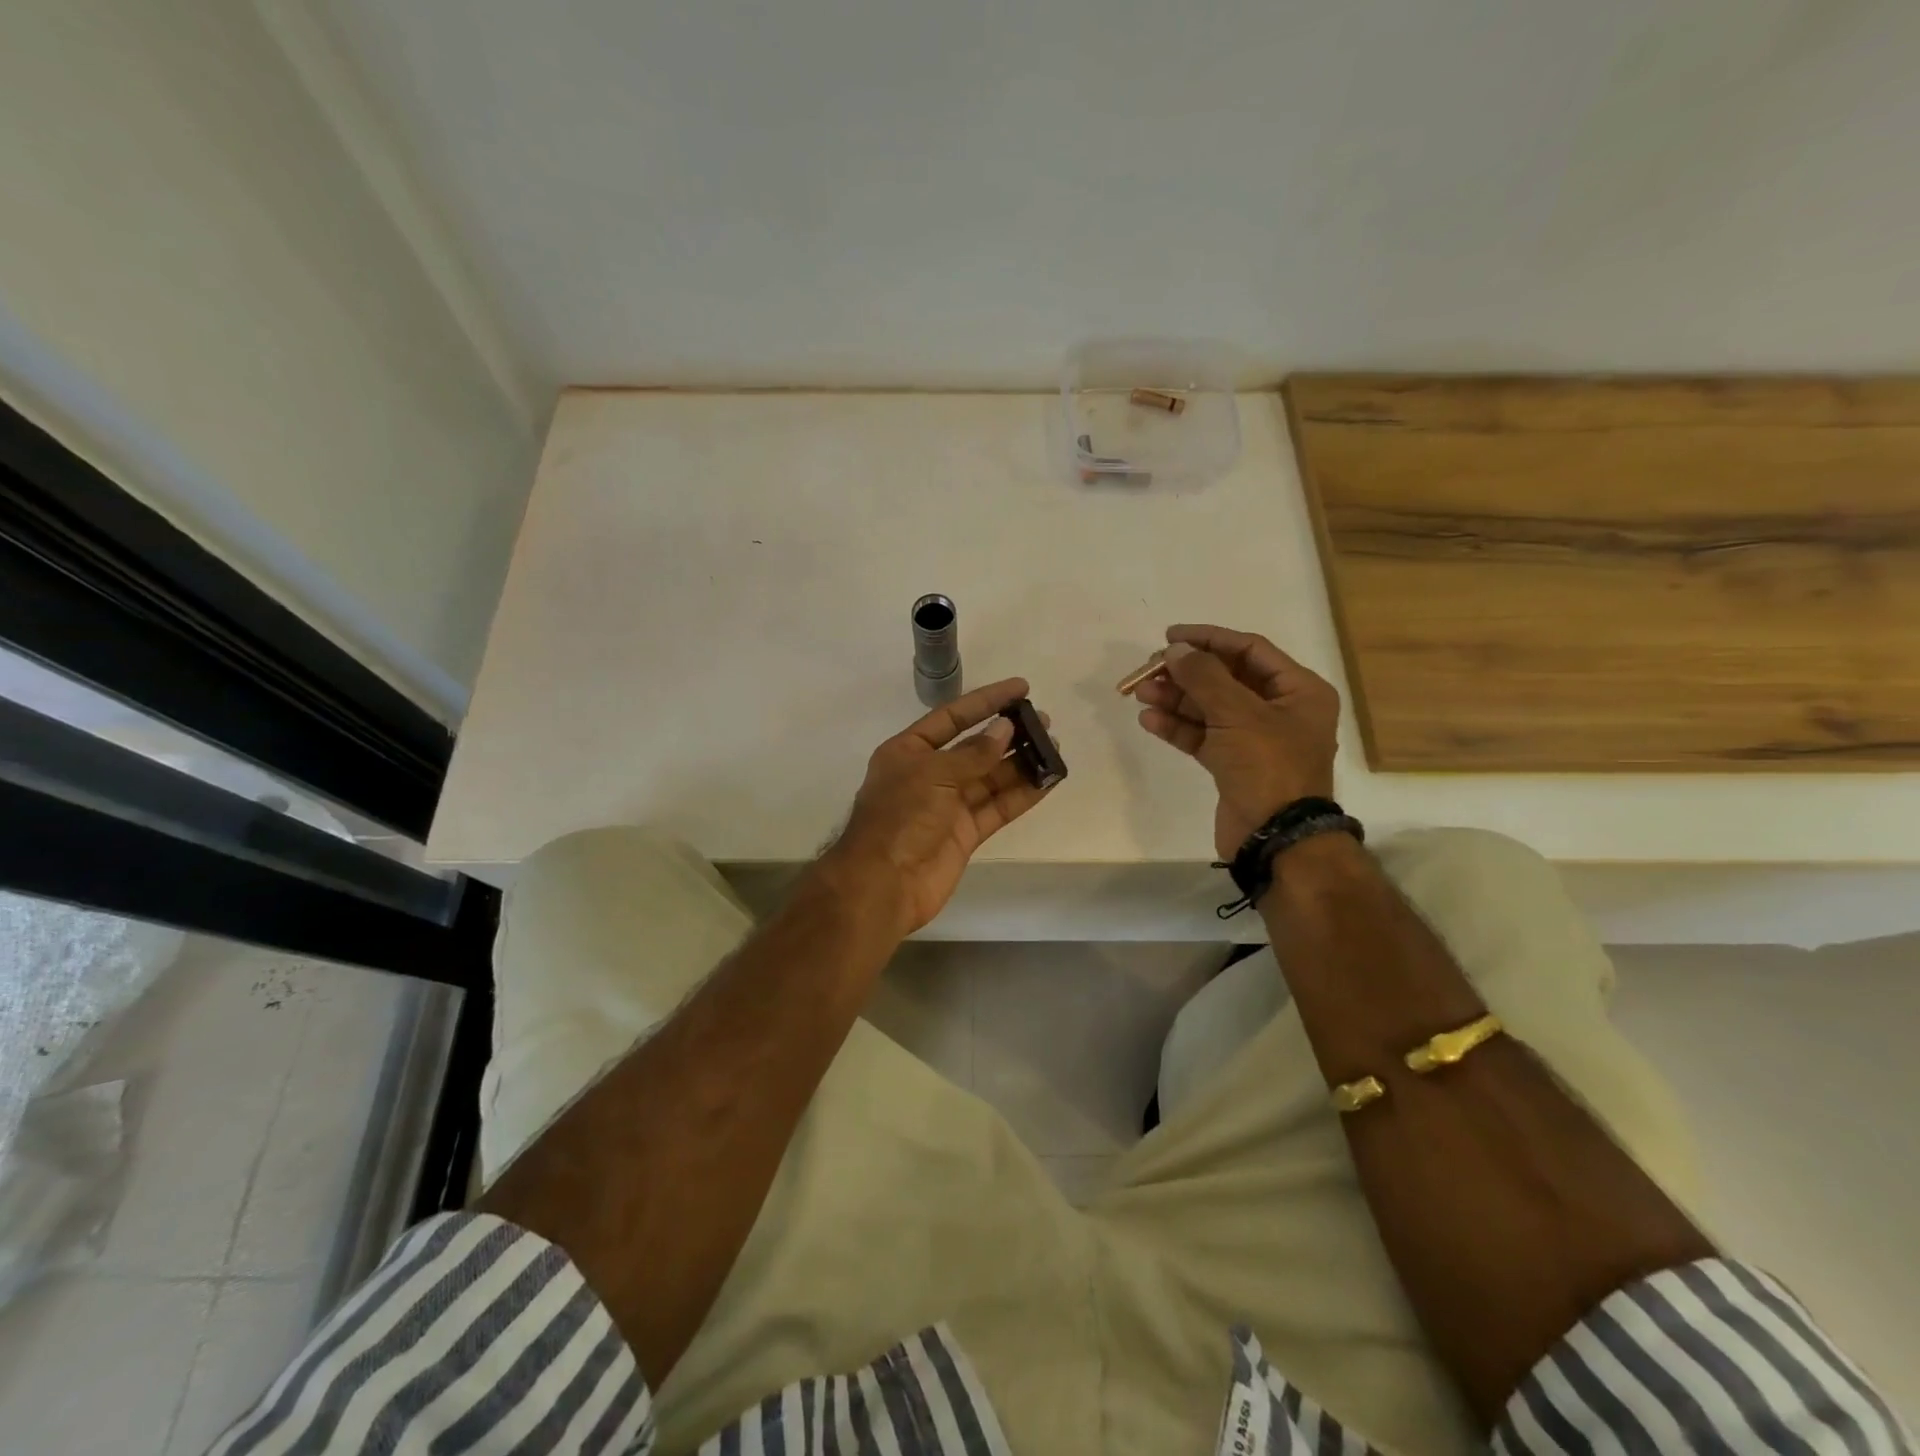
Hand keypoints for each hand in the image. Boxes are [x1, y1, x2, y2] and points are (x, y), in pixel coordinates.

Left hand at [819, 677, 1057, 937]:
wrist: (884, 884)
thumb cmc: (900, 818)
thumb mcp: (933, 774)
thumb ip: (972, 753)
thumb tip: (1005, 730)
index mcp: (909, 751)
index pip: (952, 717)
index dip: (986, 701)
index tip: (1021, 687)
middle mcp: (929, 774)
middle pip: (975, 748)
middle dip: (1008, 734)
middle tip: (1044, 721)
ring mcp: (948, 805)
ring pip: (991, 778)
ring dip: (1021, 763)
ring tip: (1053, 747)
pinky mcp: (965, 833)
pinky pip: (997, 807)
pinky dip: (1022, 794)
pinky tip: (1048, 780)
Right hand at [1133, 625, 1339, 860]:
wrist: (1276, 839)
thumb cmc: (1268, 767)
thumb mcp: (1238, 714)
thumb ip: (1204, 677)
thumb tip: (1176, 649)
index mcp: (1298, 690)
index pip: (1249, 650)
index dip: (1209, 639)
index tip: (1170, 636)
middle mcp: (1279, 710)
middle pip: (1225, 678)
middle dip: (1186, 673)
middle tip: (1149, 669)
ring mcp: (1255, 739)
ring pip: (1209, 708)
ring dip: (1176, 699)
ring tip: (1141, 694)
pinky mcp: (1233, 764)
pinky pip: (1203, 736)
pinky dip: (1177, 727)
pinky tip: (1149, 720)